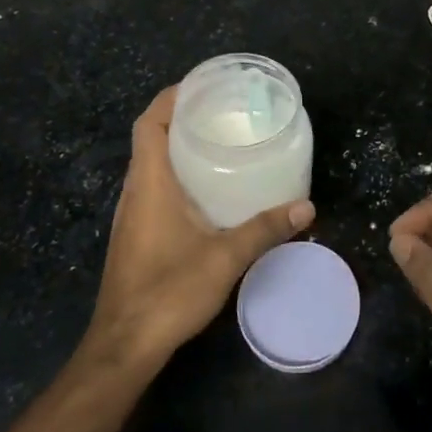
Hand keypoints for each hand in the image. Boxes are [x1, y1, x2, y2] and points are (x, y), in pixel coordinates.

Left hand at [88, 86, 314, 369]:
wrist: (124, 345)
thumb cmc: (168, 290)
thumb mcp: (225, 258)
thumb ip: (265, 229)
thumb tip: (307, 207)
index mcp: (150, 182)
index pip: (148, 123)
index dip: (170, 98)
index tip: (202, 86)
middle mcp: (135, 191)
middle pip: (149, 138)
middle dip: (181, 117)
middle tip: (222, 111)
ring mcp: (131, 214)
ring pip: (150, 164)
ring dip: (177, 146)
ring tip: (218, 141)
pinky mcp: (134, 234)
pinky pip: (152, 187)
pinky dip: (175, 174)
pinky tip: (206, 190)